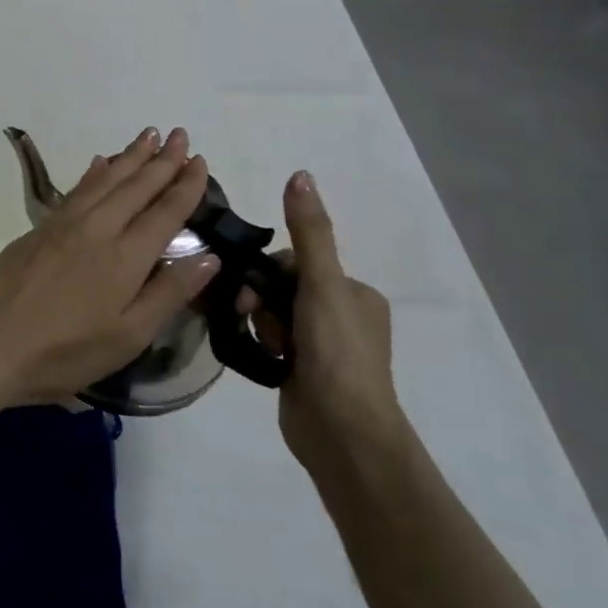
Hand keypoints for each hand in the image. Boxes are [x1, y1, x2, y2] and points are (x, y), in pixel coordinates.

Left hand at [0, 127, 218, 406]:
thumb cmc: (65, 350)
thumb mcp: (128, 335)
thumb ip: (169, 293)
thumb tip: (210, 256)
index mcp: (126, 256)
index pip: (164, 211)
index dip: (185, 186)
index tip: (201, 161)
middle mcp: (98, 228)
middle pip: (136, 186)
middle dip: (161, 159)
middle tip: (180, 134)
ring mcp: (64, 224)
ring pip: (105, 180)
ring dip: (129, 156)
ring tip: (148, 135)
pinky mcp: (39, 228)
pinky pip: (77, 188)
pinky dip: (93, 172)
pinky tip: (99, 163)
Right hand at [237, 171, 400, 469]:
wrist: (343, 433)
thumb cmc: (337, 353)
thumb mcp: (322, 285)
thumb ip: (309, 232)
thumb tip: (301, 174)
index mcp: (355, 293)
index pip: (297, 263)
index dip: (271, 273)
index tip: (258, 292)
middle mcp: (342, 317)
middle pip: (280, 288)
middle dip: (261, 300)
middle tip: (252, 318)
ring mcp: (322, 348)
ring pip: (271, 316)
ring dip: (259, 324)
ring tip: (264, 346)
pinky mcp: (302, 373)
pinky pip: (269, 343)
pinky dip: (260, 345)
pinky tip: (260, 358)